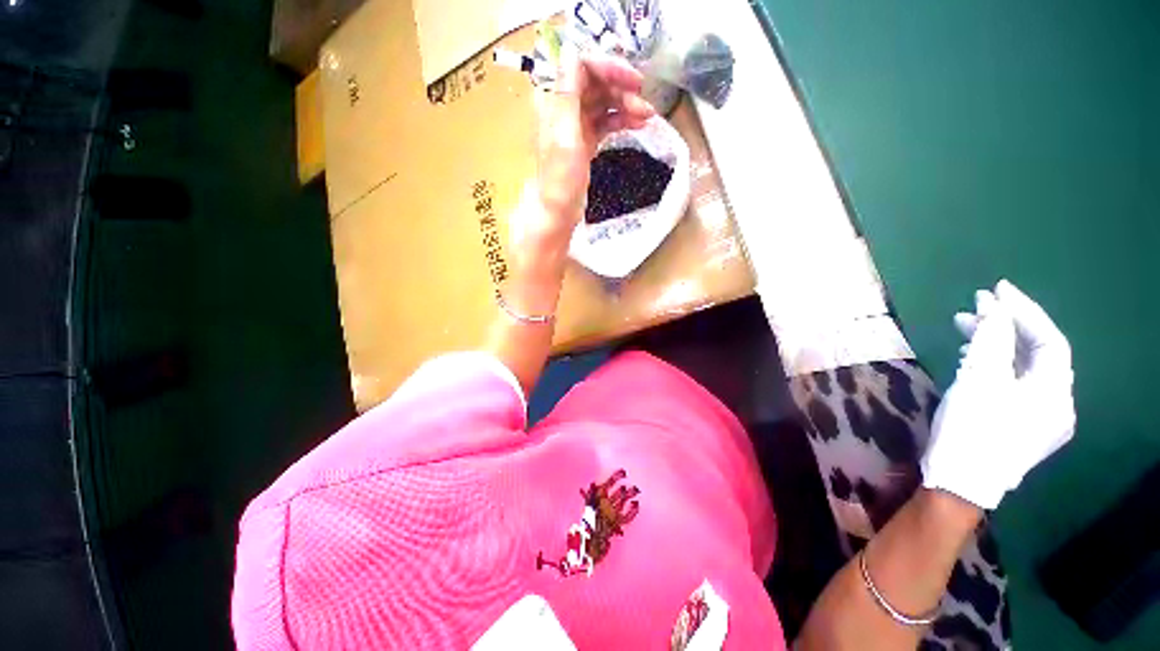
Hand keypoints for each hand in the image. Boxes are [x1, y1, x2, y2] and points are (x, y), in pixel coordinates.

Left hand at [528, 49, 654, 240]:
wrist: (558, 211)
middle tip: (646, 105)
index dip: (609, 68)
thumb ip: (567, 93)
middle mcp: (563, 106)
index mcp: (553, 99)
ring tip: (648, 117)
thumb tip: (571, 50)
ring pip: (604, 103)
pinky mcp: (585, 141)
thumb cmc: (560, 177)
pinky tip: (637, 125)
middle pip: (596, 83)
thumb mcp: (564, 134)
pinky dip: (621, 121)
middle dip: (622, 90)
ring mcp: (575, 124)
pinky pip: (605, 122)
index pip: (582, 66)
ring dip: (626, 106)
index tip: (634, 81)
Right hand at [921, 280, 1075, 509]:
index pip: (1048, 339)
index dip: (1024, 310)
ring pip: (1024, 369)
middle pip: (1037, 353)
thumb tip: (994, 307)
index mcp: (1055, 391)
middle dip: (1007, 326)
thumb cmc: (974, 429)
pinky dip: (997, 366)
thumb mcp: (980, 380)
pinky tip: (974, 359)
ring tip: (965, 328)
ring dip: (998, 345)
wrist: (961, 483)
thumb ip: (992, 340)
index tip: (997, 289)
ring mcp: (1043, 418)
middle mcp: (1058, 403)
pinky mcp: (1024, 426)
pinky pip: (1016, 385)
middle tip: (975, 306)